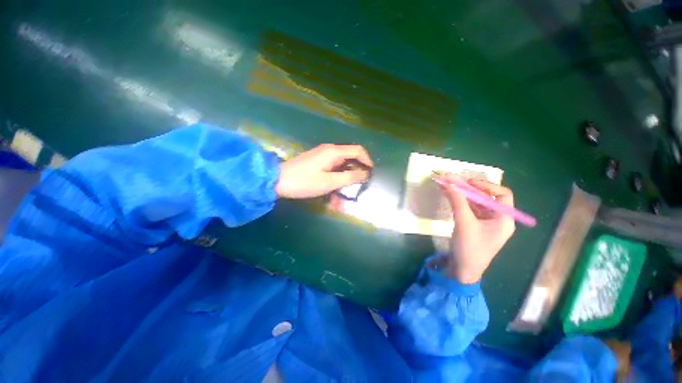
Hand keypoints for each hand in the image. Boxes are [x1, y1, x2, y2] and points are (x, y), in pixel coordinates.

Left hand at [275, 144, 372, 198]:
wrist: (277, 181)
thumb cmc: (304, 181)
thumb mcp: (329, 182)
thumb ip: (349, 177)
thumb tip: (365, 174)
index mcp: (334, 152)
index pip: (357, 150)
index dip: (367, 161)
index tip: (371, 174)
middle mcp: (329, 152)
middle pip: (349, 161)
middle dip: (354, 177)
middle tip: (356, 191)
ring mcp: (322, 159)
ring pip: (340, 171)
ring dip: (343, 186)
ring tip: (341, 204)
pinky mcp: (317, 165)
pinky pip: (331, 174)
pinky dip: (334, 185)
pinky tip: (332, 201)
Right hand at [438, 175, 515, 283]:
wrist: (463, 271)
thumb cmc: (470, 249)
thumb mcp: (464, 223)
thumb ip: (457, 201)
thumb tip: (449, 182)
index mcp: (504, 219)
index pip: (502, 194)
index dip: (486, 185)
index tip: (468, 182)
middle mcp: (497, 218)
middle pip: (485, 197)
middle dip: (468, 188)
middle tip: (452, 180)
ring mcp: (484, 222)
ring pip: (474, 202)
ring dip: (460, 193)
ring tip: (446, 184)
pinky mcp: (473, 225)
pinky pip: (467, 209)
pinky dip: (458, 201)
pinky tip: (447, 195)